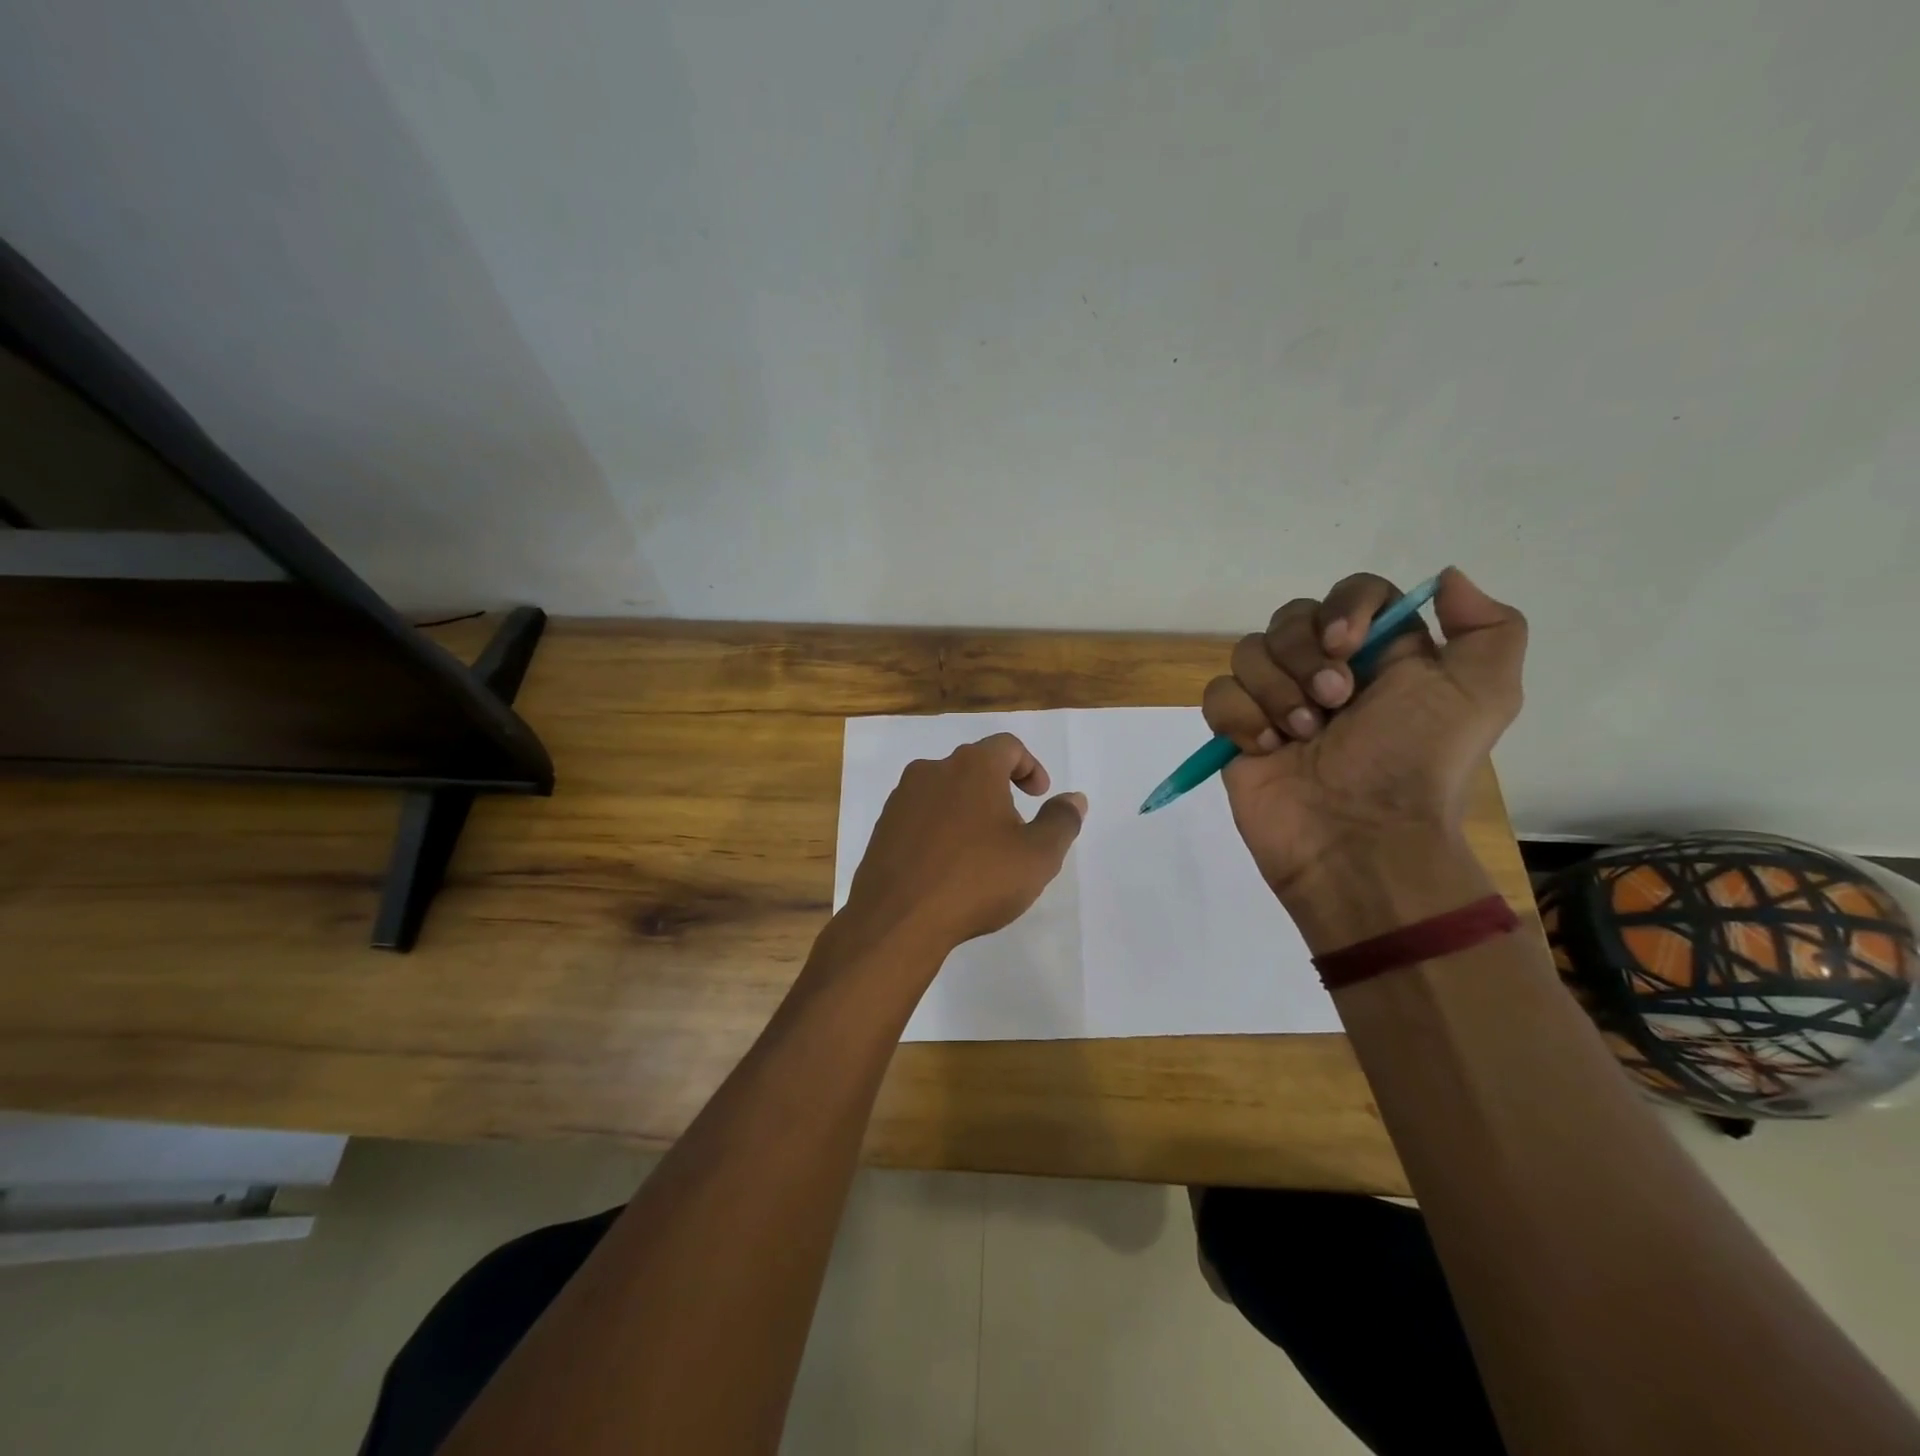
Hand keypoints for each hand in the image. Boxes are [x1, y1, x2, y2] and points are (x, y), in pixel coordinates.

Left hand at [837, 733, 1086, 957]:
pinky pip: (921, 815)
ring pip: (945, 790)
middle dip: (1000, 789)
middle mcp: (932, 770)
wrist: (897, 919)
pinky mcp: (883, 826)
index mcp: (972, 767)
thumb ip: (1061, 821)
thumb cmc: (976, 881)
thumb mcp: (1038, 856)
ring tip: (982, 850)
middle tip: (1015, 826)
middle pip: (974, 766)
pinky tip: (948, 866)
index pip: (1008, 746)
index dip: (1030, 766)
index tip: (1039, 797)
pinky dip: (940, 828)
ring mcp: (902, 798)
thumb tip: (1074, 798)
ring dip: (968, 809)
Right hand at [1201, 568, 1525, 914]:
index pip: (1353, 593)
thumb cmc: (1414, 764)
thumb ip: (1488, 627)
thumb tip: (1446, 578)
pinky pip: (1218, 694)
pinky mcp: (1238, 732)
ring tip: (1302, 736)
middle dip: (1305, 658)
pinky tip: (1268, 749)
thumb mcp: (1482, 695)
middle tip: (1334, 704)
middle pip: (1290, 618)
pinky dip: (1241, 718)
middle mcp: (1326, 671)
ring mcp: (1276, 701)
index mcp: (1381, 656)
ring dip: (1275, 692)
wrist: (1358, 839)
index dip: (1344, 608)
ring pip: (1247, 652)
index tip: (1347, 645)